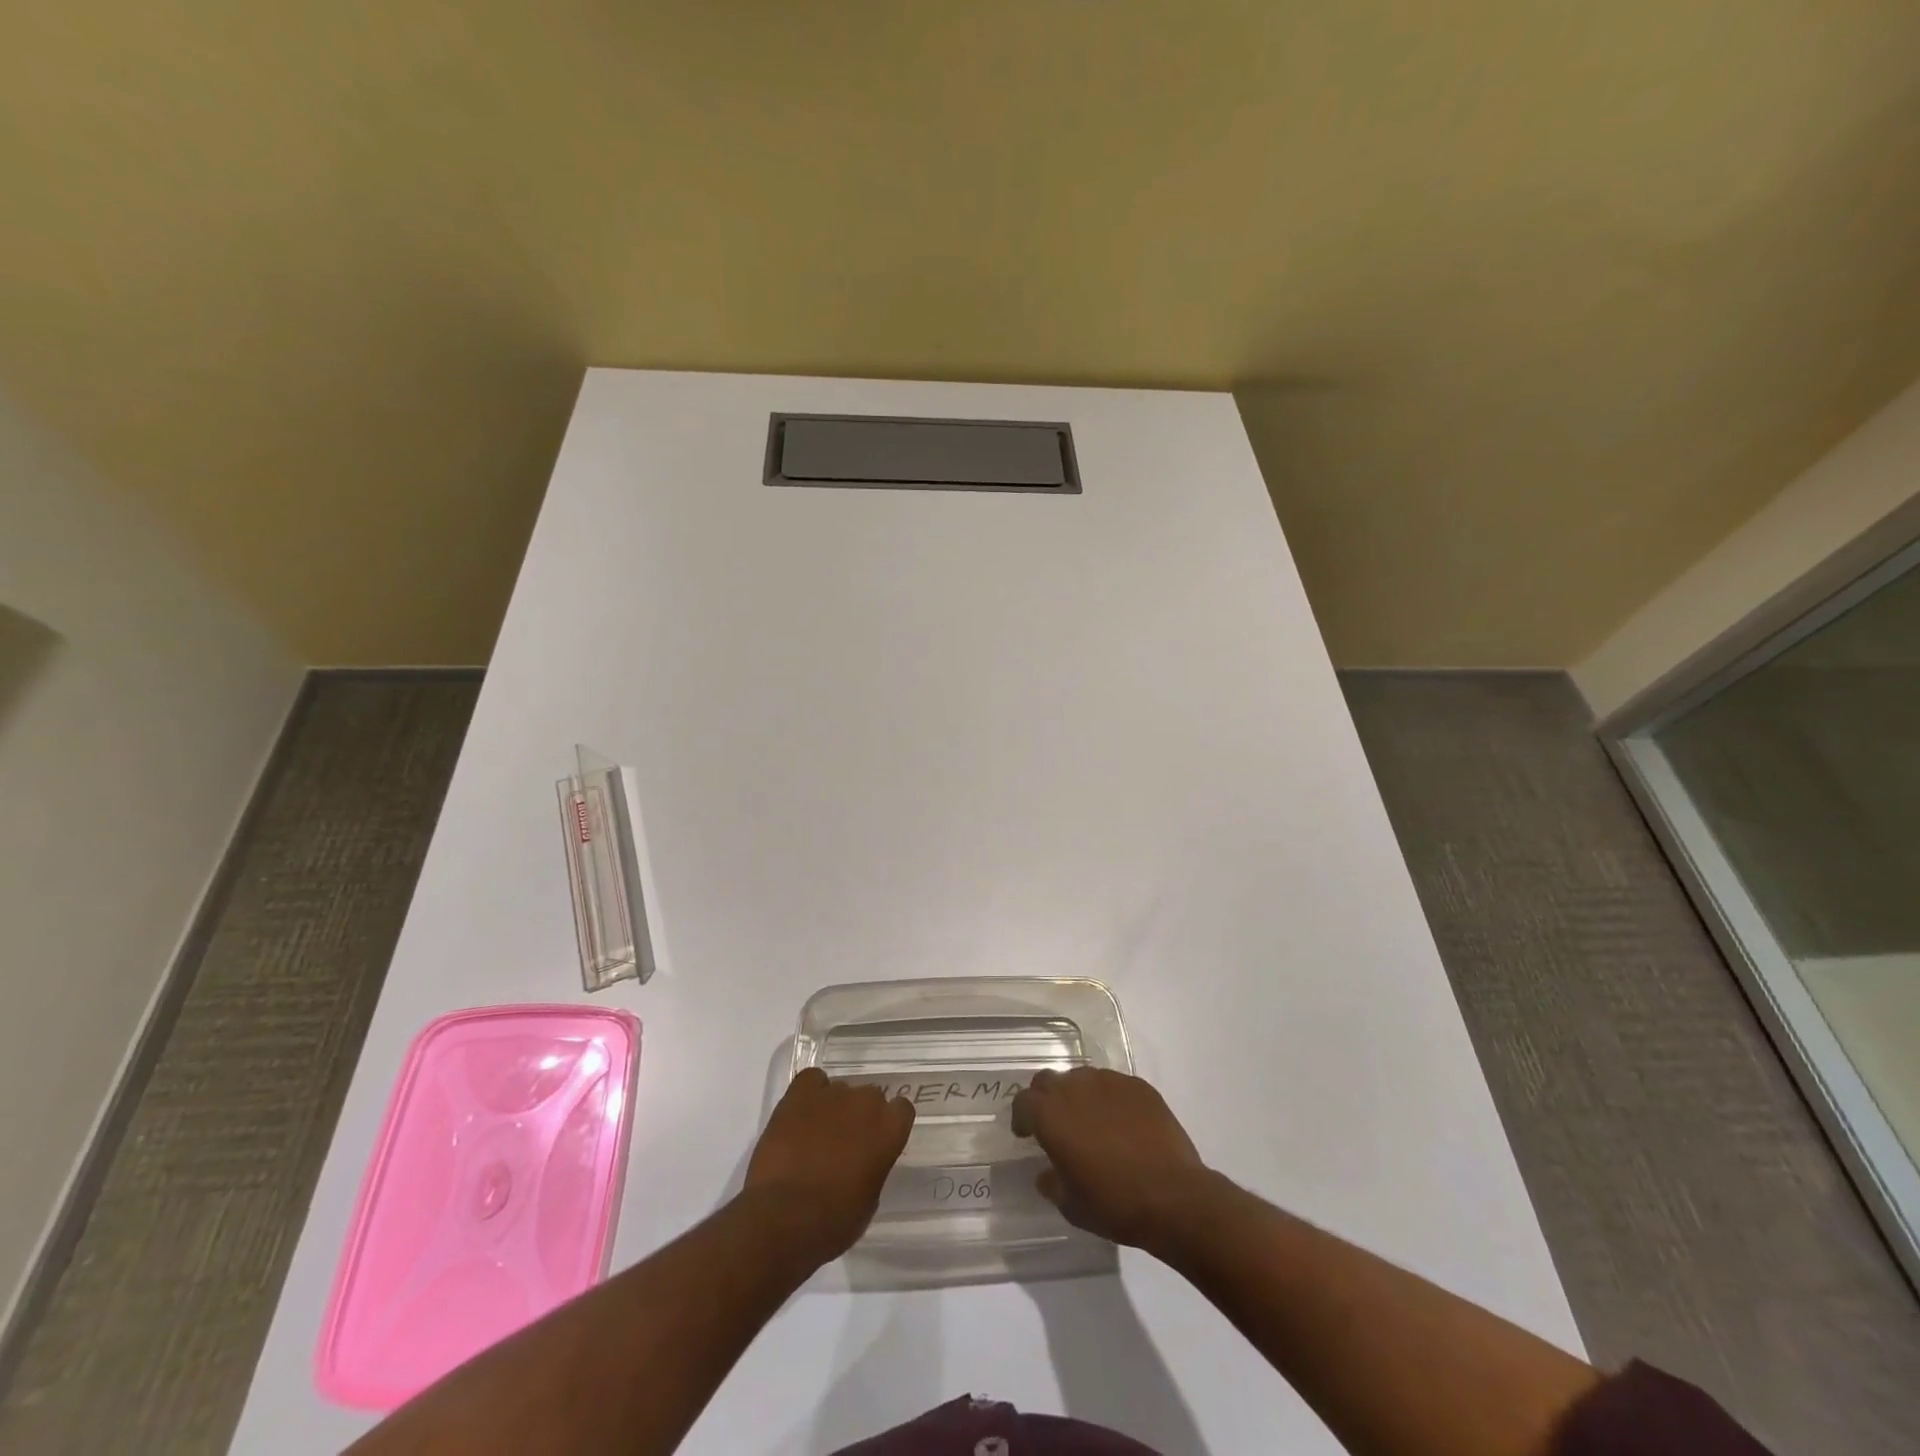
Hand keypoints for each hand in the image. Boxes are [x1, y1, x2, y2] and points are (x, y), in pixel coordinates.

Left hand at [741, 1069, 914, 1264]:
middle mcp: (866, 1103)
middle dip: (860, 1116)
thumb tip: (864, 1159)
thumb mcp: (868, 1201)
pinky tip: (802, 1114)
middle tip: (844, 1143)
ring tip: (816, 1134)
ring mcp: (832, 1094)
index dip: (889, 1124)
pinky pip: (812, 1079)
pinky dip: (810, 1092)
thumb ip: (874, 1167)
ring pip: (841, 1090)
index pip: (902, 1109)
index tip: (877, 1142)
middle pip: (870, 1097)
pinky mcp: (799, 1094)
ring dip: (834, 1108)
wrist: (781, 1219)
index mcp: (889, 1131)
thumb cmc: (832, 1223)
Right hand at [1010, 1067, 1211, 1251]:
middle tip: (1055, 1124)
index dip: (1021, 1117)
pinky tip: (1122, 1124)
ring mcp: (1109, 1082)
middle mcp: (1075, 1088)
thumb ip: (1052, 1183)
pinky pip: (1113, 1085)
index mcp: (1051, 1114)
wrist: (1174, 1197)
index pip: (1023, 1101)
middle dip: (1045, 1099)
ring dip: (1077, 1096)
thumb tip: (1047, 1173)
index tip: (1026, 1134)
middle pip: (1048, 1080)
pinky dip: (1109, 1099)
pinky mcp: (1138, 1086)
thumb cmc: (1114, 1203)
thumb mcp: (1071, 1205)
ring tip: (1090, 1122)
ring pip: (1082, 1078)